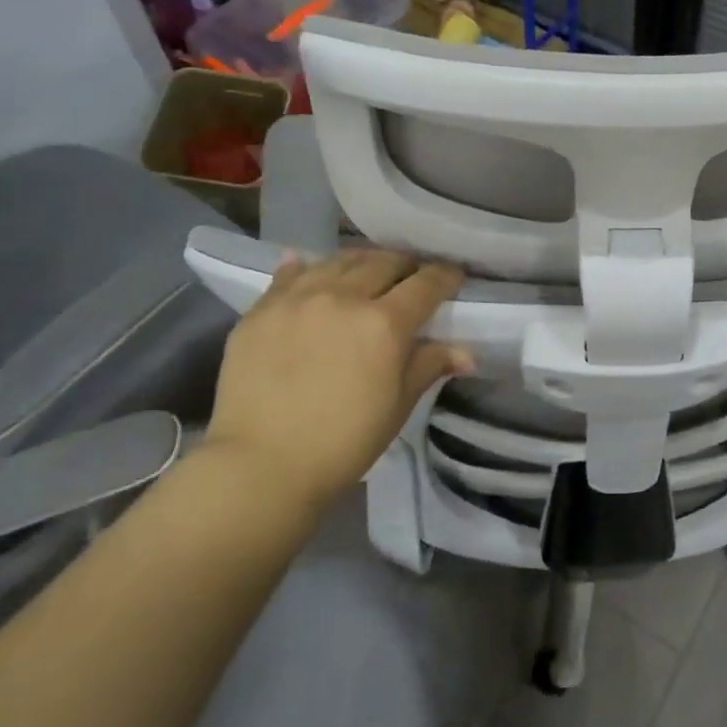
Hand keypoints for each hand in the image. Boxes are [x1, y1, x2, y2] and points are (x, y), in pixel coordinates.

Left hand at [204, 249, 469, 510]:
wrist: (260, 466)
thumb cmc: (343, 442)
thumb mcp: (397, 405)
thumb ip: (429, 366)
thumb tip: (466, 353)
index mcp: (385, 323)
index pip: (426, 284)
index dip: (445, 277)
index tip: (452, 278)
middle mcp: (344, 297)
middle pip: (384, 262)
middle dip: (405, 266)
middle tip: (410, 278)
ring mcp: (298, 299)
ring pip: (339, 261)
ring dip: (362, 262)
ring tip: (366, 272)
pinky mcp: (261, 309)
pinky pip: (290, 274)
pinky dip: (307, 268)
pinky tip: (309, 268)